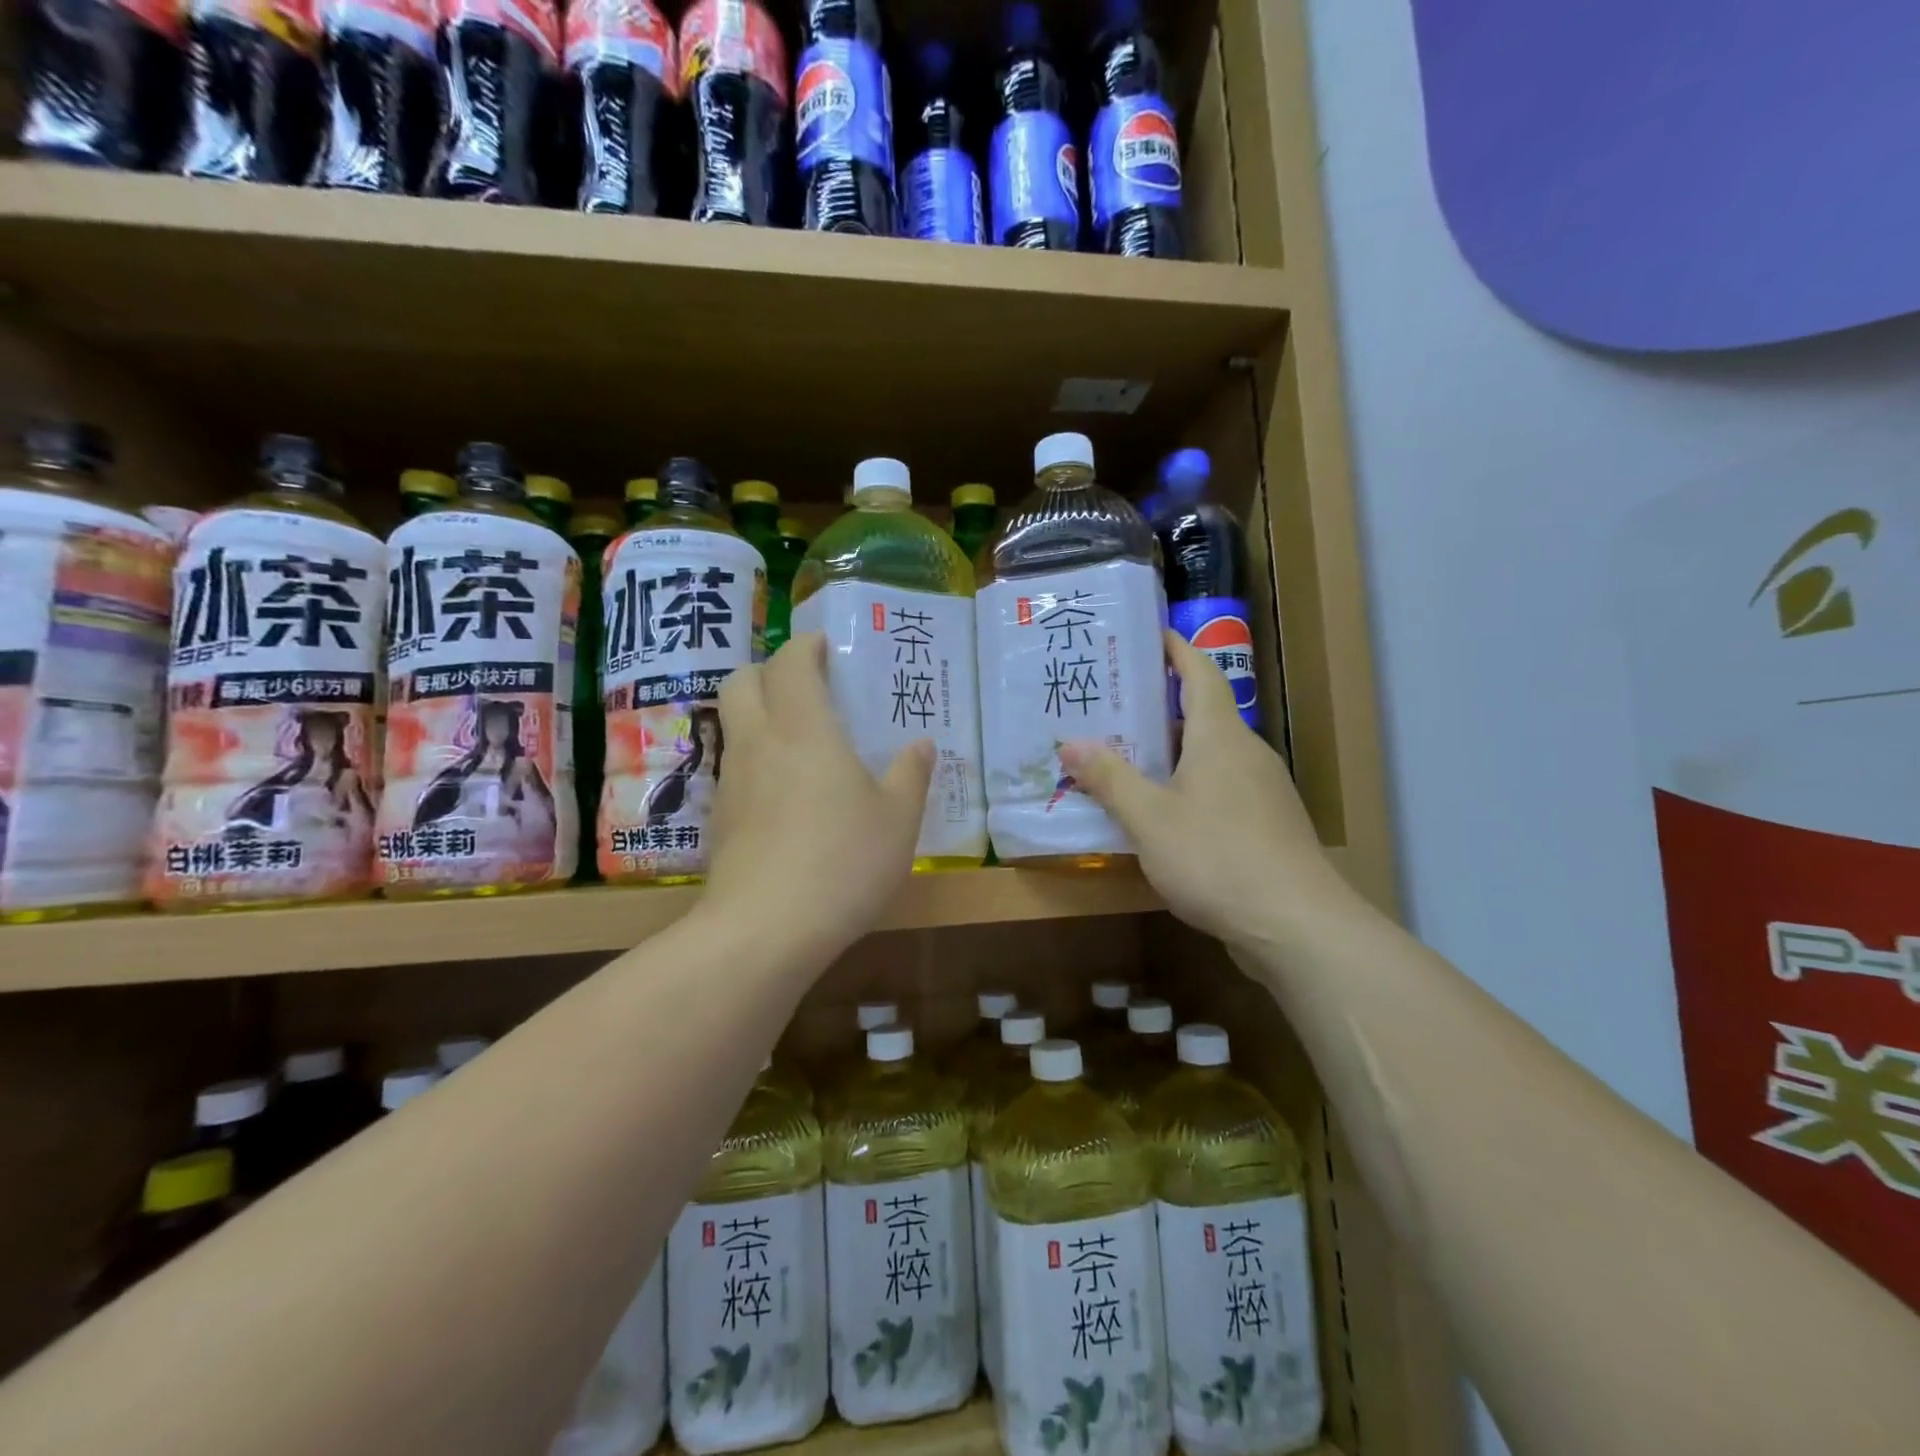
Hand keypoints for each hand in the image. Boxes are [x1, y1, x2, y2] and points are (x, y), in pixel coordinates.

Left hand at [702, 634, 934, 958]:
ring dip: (758, 715)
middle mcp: (759, 743)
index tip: (826, 648)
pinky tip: (785, 794)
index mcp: (804, 729)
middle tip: (805, 686)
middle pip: (741, 681)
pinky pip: (734, 768)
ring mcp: (732, 781)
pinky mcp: (720, 819)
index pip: (791, 663)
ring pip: (733, 724)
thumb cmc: (844, 861)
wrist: (766, 929)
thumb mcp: (898, 819)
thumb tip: (921, 745)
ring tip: (800, 741)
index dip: (806, 646)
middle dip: (768, 671)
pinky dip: (755, 760)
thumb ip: (911, 775)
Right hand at [1059, 632, 1355, 948]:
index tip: (1149, 634)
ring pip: (1209, 757)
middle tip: (1110, 707)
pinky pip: (1219, 790)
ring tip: (1123, 759)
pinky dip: (1186, 787)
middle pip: (1201, 715)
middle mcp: (1246, 753)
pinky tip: (1158, 815)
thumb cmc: (1217, 857)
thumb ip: (1110, 778)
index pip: (1200, 673)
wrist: (1295, 925)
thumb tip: (1070, 743)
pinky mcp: (1266, 826)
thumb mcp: (1149, 818)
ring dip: (1169, 753)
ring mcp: (1261, 792)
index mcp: (1220, 736)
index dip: (1175, 649)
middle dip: (1157, 707)